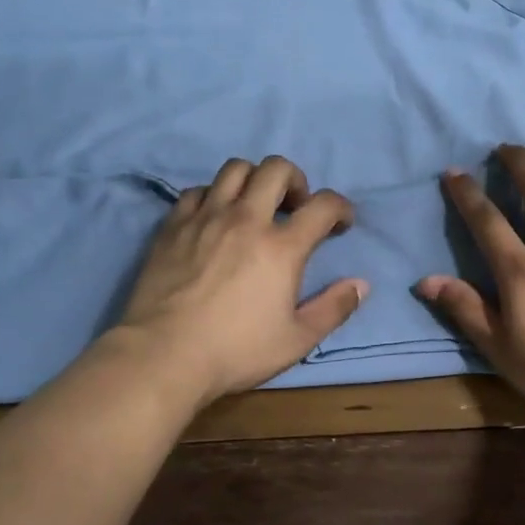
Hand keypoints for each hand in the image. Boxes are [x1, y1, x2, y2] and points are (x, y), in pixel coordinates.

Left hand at [114, 156, 367, 409]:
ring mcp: (206, 218)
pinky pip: (197, 190)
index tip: (341, 224)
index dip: (341, 208)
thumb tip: (361, 284)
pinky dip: (214, 196)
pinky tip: (214, 218)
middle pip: (277, 169)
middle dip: (296, 180)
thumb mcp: (296, 340)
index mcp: (282, 247)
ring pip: (235, 169)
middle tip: (296, 207)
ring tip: (256, 205)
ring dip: (254, 179)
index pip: (324, 205)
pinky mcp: (173, 225)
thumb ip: (334, 309)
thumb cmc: (235, 351)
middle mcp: (246, 219)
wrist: (163, 355)